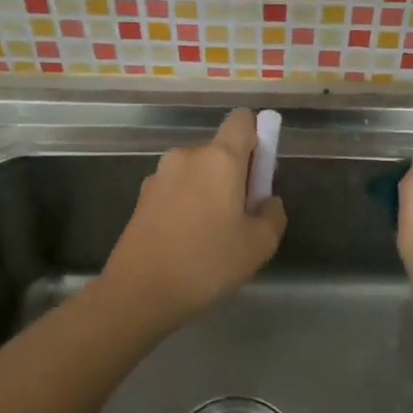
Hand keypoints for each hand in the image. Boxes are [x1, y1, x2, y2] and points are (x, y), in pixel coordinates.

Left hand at [103, 109, 286, 328]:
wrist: (140, 292)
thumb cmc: (207, 263)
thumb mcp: (259, 245)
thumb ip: (273, 214)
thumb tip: (266, 201)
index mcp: (219, 158)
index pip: (242, 120)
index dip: (257, 135)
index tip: (260, 170)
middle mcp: (187, 156)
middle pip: (220, 150)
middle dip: (234, 173)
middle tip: (241, 215)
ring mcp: (159, 175)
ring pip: (197, 171)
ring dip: (209, 190)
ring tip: (212, 234)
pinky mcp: (142, 197)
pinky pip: (177, 189)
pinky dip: (188, 204)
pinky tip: (187, 240)